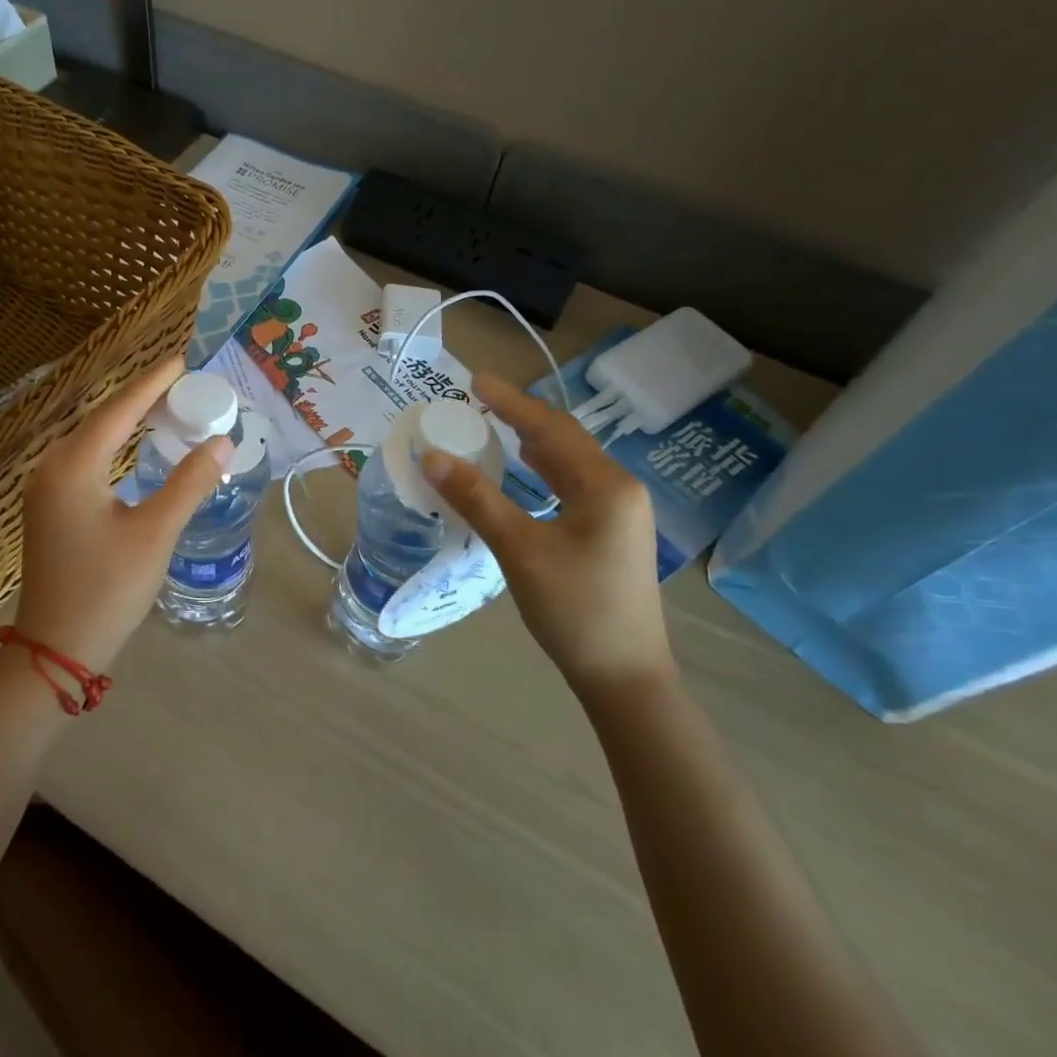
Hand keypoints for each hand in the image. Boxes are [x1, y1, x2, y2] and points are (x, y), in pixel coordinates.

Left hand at [12, 356, 233, 673]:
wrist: (56, 648)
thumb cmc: (107, 589)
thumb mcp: (155, 534)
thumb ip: (189, 483)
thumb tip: (222, 443)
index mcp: (73, 466)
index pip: (119, 409)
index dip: (153, 383)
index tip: (182, 360)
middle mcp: (52, 467)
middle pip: (103, 419)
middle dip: (143, 398)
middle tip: (186, 385)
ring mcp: (46, 488)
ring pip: (93, 440)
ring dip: (129, 422)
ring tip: (168, 408)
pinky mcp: (50, 507)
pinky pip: (86, 460)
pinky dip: (116, 446)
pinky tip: (137, 448)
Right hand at [422, 372, 673, 703]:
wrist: (624, 677)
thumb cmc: (575, 610)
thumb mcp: (520, 550)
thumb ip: (477, 498)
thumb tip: (433, 455)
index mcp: (606, 485)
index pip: (550, 428)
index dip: (510, 401)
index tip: (474, 380)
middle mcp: (619, 489)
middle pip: (564, 439)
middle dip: (521, 416)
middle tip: (478, 400)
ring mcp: (620, 513)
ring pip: (570, 463)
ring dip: (532, 442)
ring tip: (494, 425)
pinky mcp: (611, 534)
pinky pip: (573, 485)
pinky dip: (543, 471)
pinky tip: (525, 471)